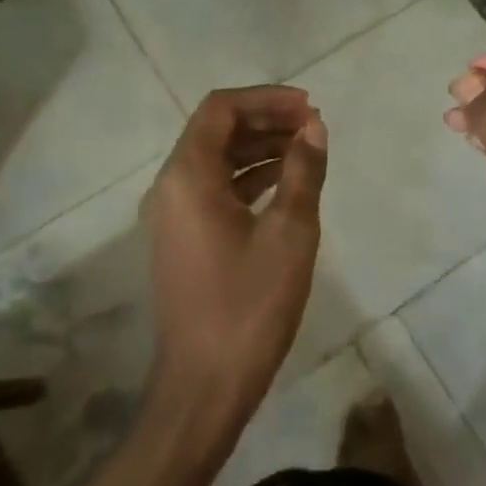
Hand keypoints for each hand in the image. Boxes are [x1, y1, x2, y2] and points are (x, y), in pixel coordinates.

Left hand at [143, 86, 327, 426]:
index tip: (309, 107)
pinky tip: (285, 183)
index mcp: (187, 176)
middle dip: (266, 120)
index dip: (267, 99)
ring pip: (216, 160)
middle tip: (313, 125)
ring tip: (307, 148)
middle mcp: (170, 187)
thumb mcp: (289, 233)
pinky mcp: (183, 238)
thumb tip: (314, 128)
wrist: (204, 386)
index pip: (221, 109)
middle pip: (216, 131)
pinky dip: (248, 177)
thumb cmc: (249, 305)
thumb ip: (303, 171)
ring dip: (259, 147)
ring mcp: (173, 215)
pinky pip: (215, 189)